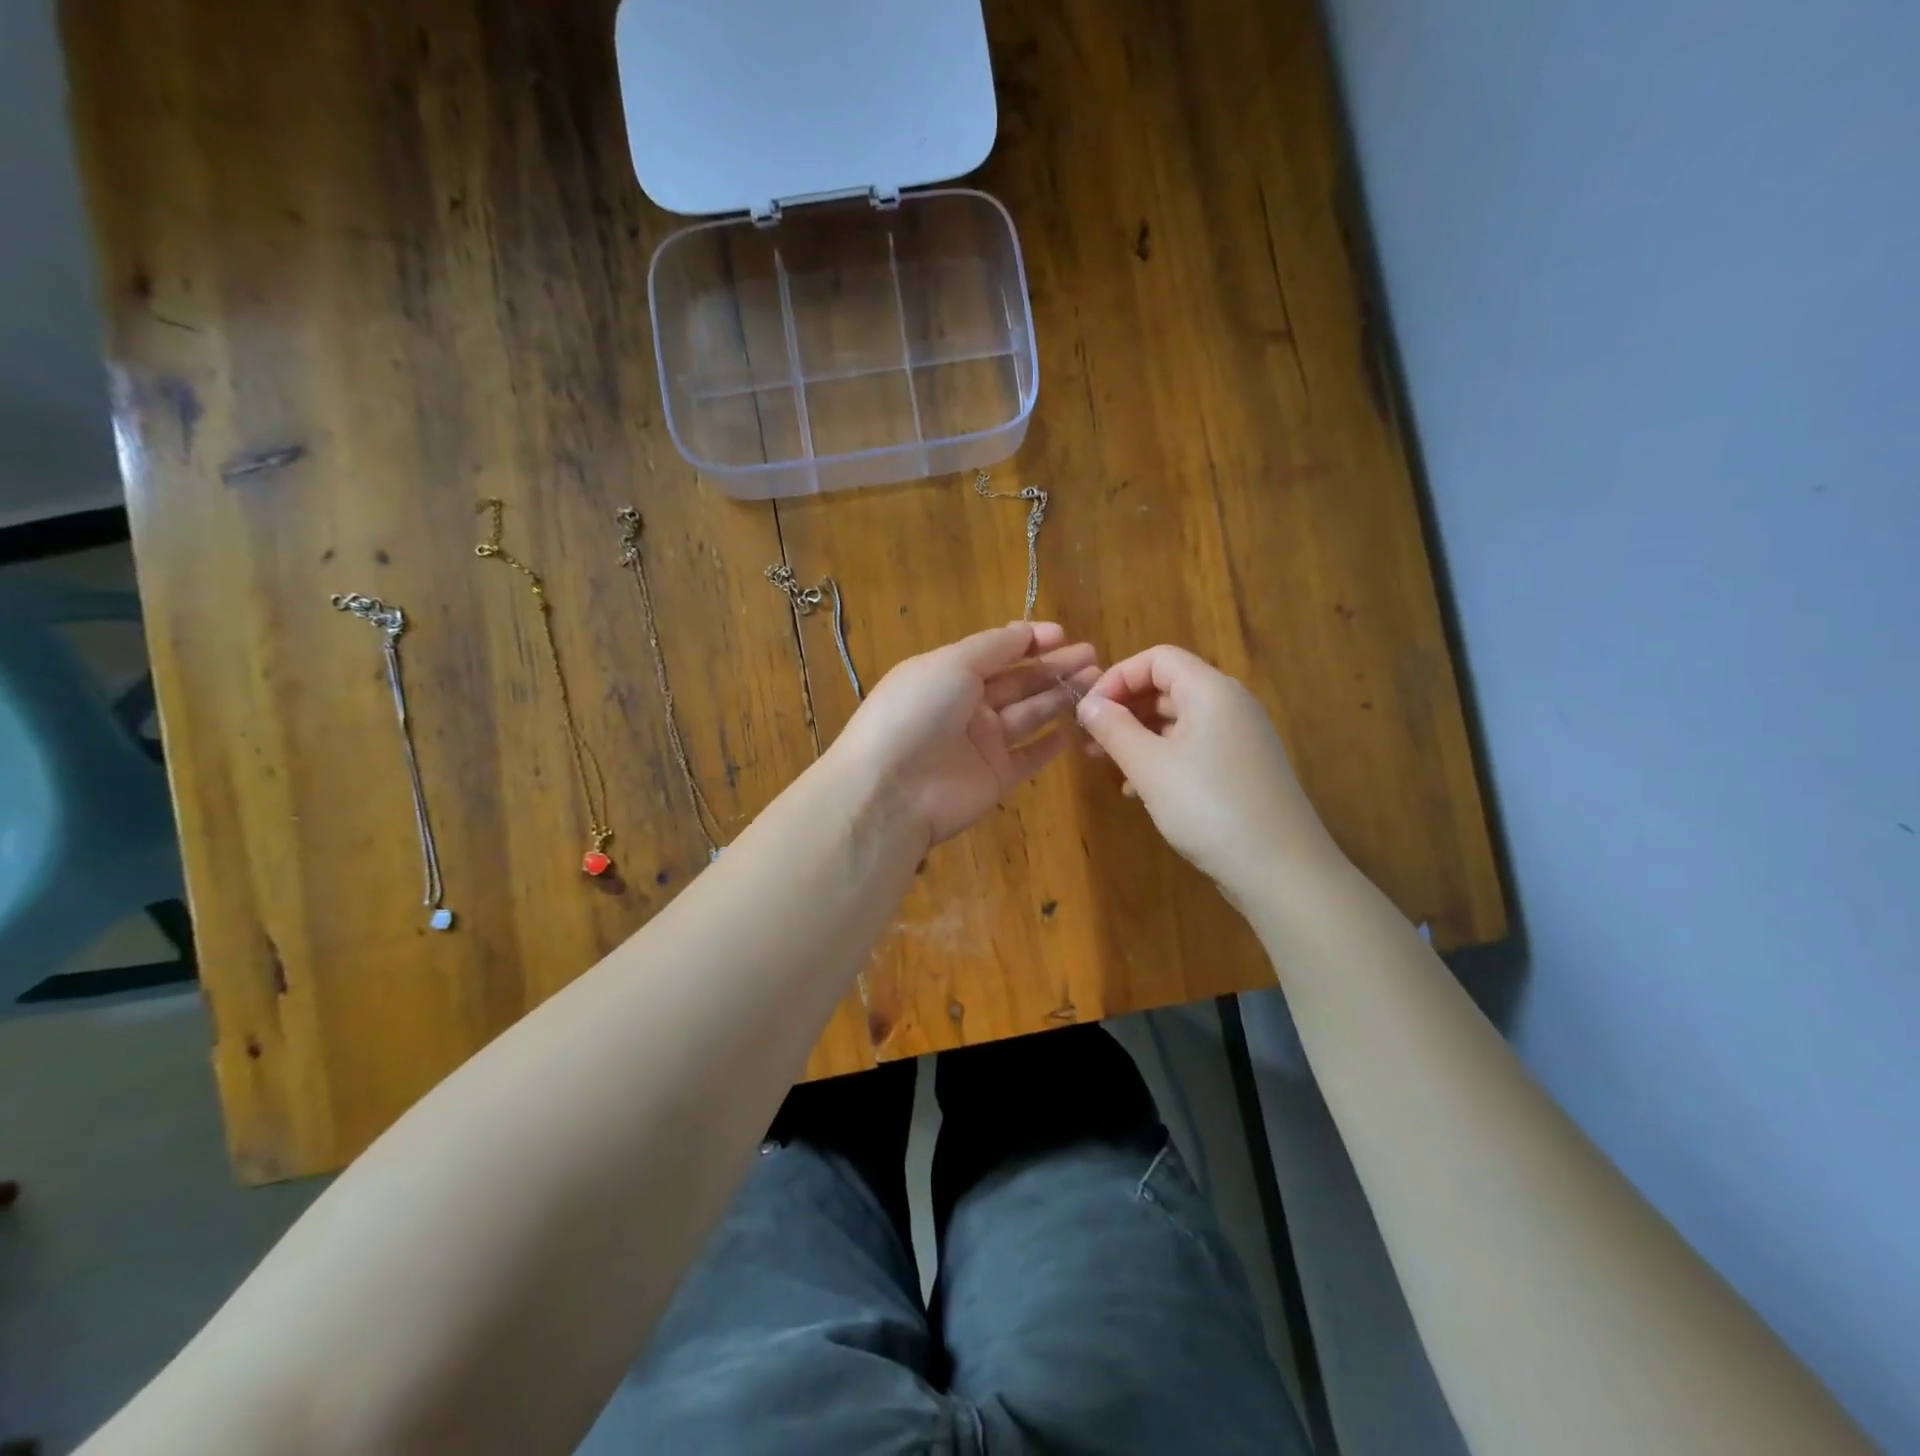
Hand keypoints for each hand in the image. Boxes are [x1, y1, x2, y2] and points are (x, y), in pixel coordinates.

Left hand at [829, 622, 1098, 852]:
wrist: (891, 790)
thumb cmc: (918, 713)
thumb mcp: (951, 663)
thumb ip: (993, 647)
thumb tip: (1025, 631)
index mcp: (949, 674)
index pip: (996, 652)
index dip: (1029, 641)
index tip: (1063, 634)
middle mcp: (966, 706)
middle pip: (1018, 682)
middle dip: (1054, 668)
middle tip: (1093, 656)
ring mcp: (981, 744)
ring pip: (1029, 715)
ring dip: (1059, 698)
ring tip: (1096, 682)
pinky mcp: (995, 778)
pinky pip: (1028, 757)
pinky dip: (1049, 744)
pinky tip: (1073, 730)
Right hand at [1076, 645, 1343, 898]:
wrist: (1281, 869)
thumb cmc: (1209, 808)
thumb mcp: (1150, 767)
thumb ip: (1113, 729)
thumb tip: (1087, 704)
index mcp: (1211, 691)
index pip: (1157, 658)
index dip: (1117, 676)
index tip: (1088, 711)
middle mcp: (1229, 704)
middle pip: (1167, 686)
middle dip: (1124, 708)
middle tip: (1090, 741)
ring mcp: (1239, 738)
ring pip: (1177, 720)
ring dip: (1138, 736)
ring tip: (1107, 765)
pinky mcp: (1241, 768)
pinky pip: (1192, 747)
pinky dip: (1161, 758)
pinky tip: (1138, 791)